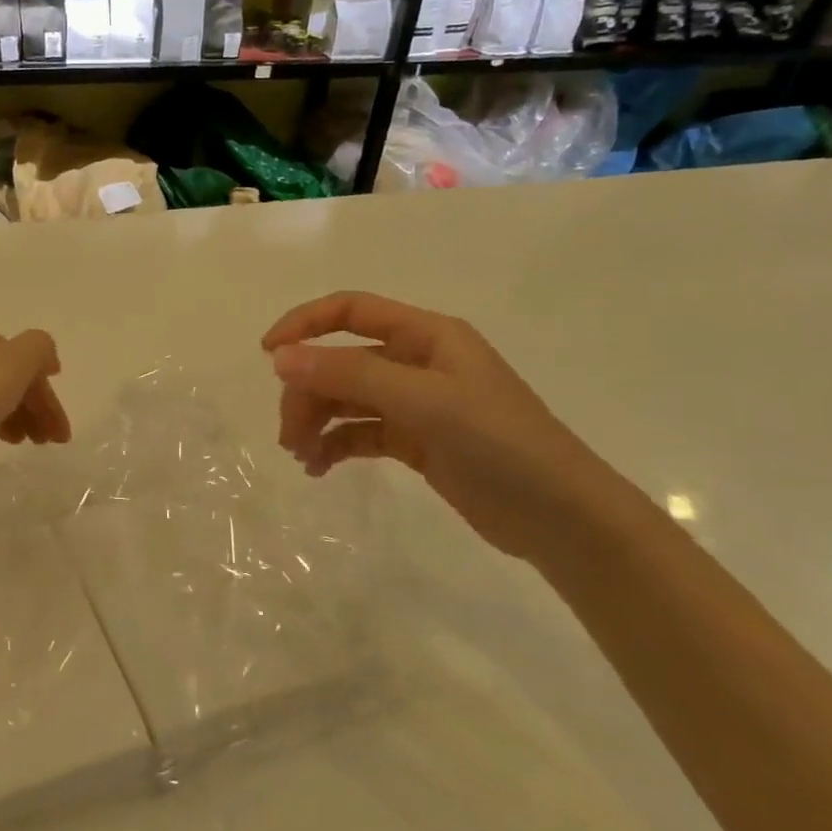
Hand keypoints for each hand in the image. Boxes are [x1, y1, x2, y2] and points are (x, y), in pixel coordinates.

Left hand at [0, 320, 70, 495]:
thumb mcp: (6, 371)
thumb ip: (36, 351)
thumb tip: (42, 354)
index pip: (27, 360)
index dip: (48, 398)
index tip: (59, 438)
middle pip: (2, 371)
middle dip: (29, 405)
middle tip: (41, 443)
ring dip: (5, 412)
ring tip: (13, 444)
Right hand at [263, 292, 645, 565]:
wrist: (563, 520)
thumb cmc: (500, 444)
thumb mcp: (424, 401)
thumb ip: (350, 375)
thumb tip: (280, 359)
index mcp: (426, 336)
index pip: (350, 310)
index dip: (304, 324)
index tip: (268, 355)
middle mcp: (417, 362)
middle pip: (340, 361)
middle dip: (308, 392)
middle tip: (289, 435)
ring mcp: (416, 403)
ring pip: (346, 399)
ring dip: (316, 421)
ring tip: (301, 456)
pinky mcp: (415, 441)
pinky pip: (359, 432)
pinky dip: (335, 445)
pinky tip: (319, 468)